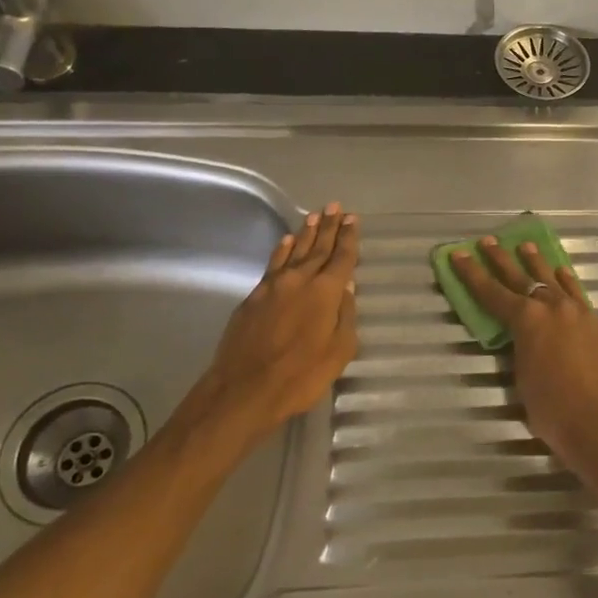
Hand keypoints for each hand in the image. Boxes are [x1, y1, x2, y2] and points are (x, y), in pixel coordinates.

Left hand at [190, 203, 360, 441]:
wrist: (244, 390)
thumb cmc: (301, 375)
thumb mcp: (339, 351)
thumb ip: (345, 316)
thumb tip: (346, 288)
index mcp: (326, 292)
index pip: (342, 257)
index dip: (349, 237)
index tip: (353, 219)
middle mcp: (300, 280)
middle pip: (318, 247)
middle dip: (329, 226)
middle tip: (336, 207)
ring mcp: (273, 286)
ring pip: (294, 251)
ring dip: (306, 233)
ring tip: (314, 216)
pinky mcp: (253, 297)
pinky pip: (273, 264)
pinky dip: (282, 250)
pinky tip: (286, 242)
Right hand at [448, 238, 597, 492]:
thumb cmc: (554, 411)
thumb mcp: (522, 380)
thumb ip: (521, 352)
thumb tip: (526, 341)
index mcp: (527, 321)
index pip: (492, 292)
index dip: (472, 273)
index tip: (459, 254)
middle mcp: (554, 307)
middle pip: (523, 277)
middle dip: (502, 259)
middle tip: (489, 241)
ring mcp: (582, 313)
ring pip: (555, 280)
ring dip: (539, 264)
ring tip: (528, 247)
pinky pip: (579, 298)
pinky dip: (568, 286)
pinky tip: (564, 278)